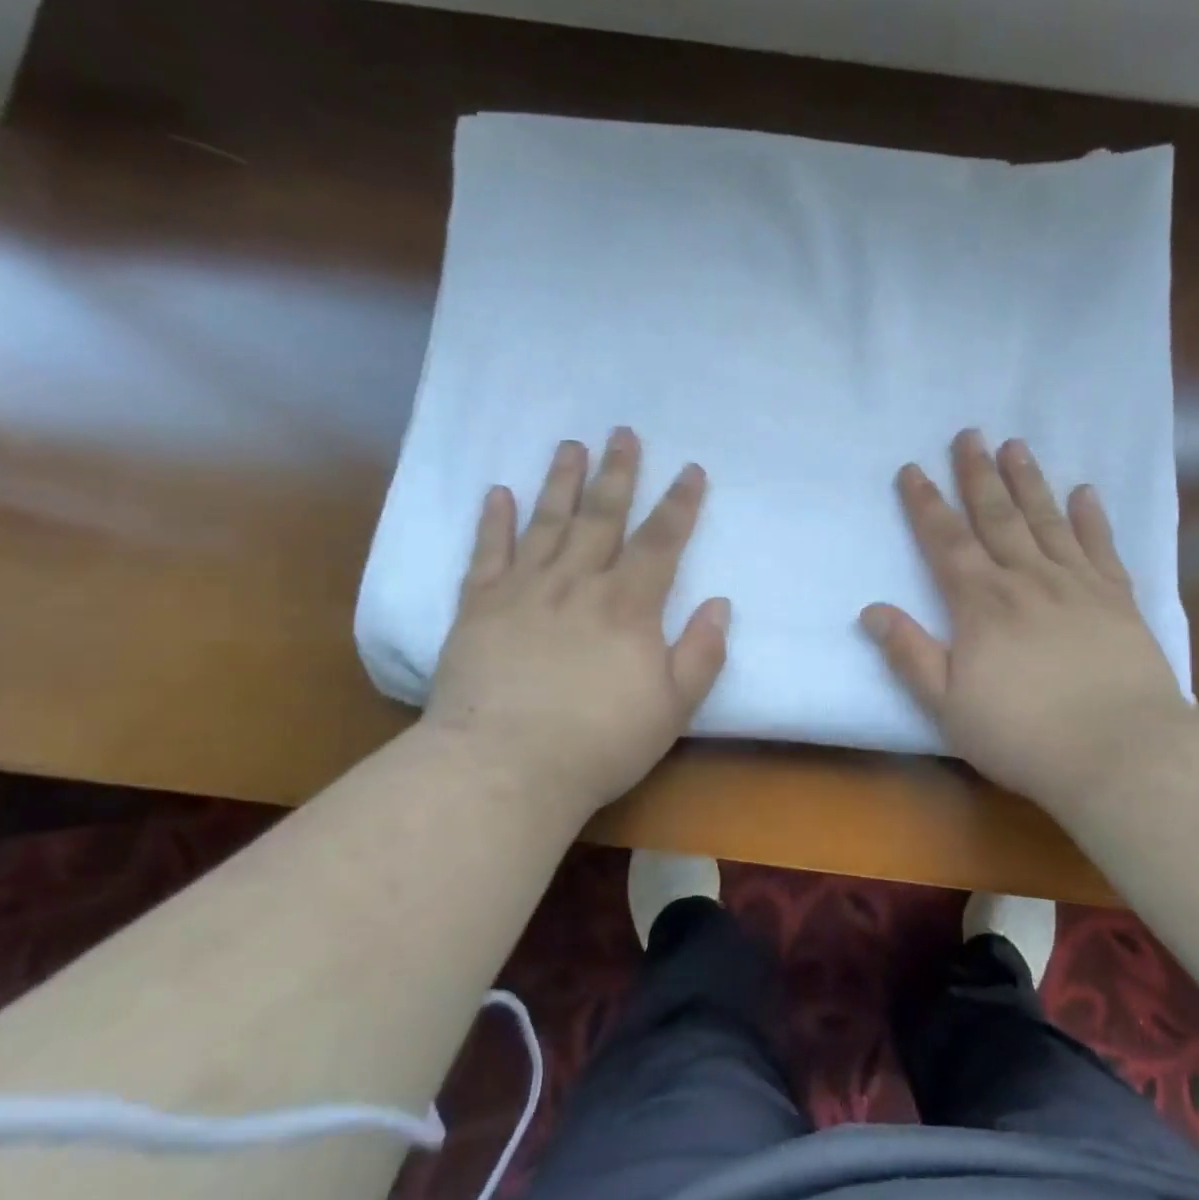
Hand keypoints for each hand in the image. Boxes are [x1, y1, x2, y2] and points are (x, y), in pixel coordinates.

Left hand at [423, 428, 729, 817]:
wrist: (504, 768)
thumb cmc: (599, 743)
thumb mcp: (672, 708)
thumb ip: (702, 653)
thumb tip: (719, 603)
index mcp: (628, 606)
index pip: (661, 541)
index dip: (680, 503)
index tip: (691, 469)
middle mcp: (578, 584)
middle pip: (602, 517)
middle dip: (617, 473)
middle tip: (623, 432)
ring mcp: (524, 591)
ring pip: (547, 523)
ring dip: (560, 481)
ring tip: (570, 445)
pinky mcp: (479, 607)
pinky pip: (487, 553)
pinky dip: (494, 521)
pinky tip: (498, 493)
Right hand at [861, 429, 1188, 812]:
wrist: (1122, 752)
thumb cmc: (1024, 735)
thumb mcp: (947, 705)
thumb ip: (909, 654)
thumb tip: (871, 610)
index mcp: (981, 604)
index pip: (947, 542)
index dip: (926, 504)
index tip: (913, 469)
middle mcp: (1027, 579)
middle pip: (997, 516)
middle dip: (978, 474)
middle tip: (969, 434)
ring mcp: (1077, 585)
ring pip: (1046, 520)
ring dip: (1028, 481)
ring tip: (1016, 445)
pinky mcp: (1118, 600)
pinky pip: (1101, 546)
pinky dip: (1091, 517)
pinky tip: (1085, 492)